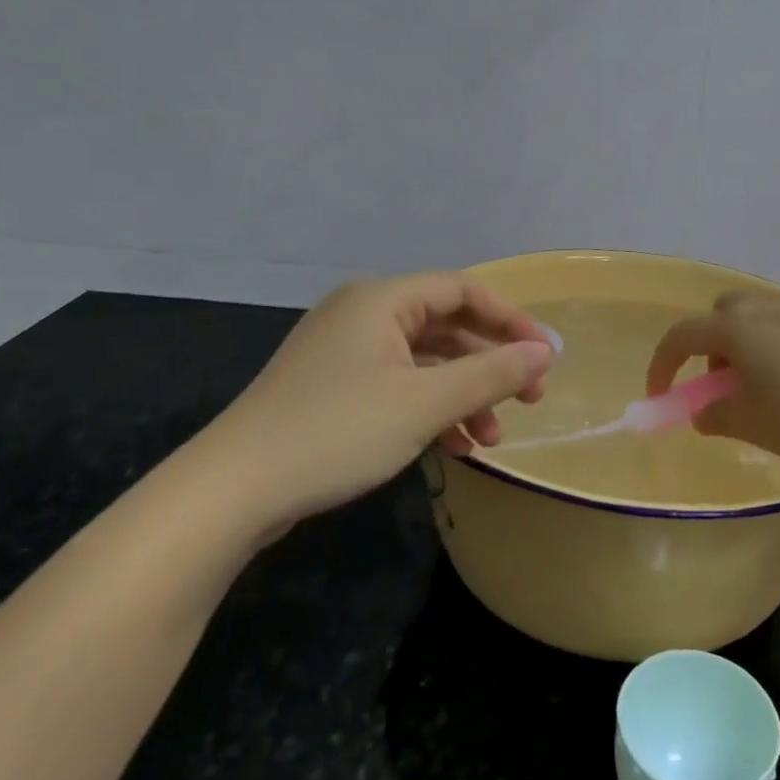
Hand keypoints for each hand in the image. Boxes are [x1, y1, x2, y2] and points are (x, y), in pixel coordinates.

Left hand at [212, 273, 553, 518]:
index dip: (510, 319)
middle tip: (527, 400)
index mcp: (382, 300)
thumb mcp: (424, 403)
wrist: (234, 489)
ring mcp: (344, 353)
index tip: (544, 357)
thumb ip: (490, 374)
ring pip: (424, 362)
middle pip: (445, 325)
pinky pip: (398, 386)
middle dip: (489, 364)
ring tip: (490, 440)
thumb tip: (545, 353)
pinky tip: (453, 447)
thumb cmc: (337, 432)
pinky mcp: (333, 388)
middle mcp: (363, 314)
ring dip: (463, 395)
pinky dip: (430, 410)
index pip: (463, 290)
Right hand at [646, 292, 779, 466]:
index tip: (663, 395)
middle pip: (722, 313)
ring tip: (768, 382)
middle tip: (725, 382)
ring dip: (748, 342)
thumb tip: (704, 412)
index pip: (682, 336)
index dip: (663, 365)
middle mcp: (768, 307)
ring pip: (761, 314)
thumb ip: (718, 416)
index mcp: (739, 329)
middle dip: (712, 344)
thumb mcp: (755, 426)